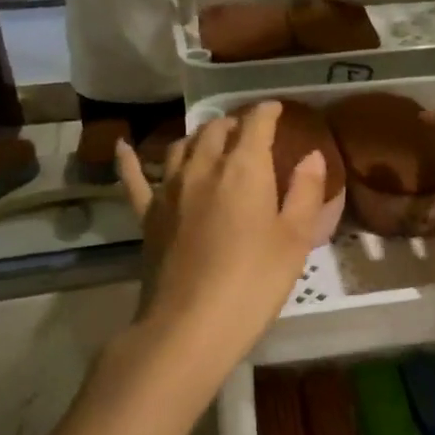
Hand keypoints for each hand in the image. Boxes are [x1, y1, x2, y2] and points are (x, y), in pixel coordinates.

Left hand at [116, 103, 326, 363]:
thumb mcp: (295, 239)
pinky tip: (123, 145)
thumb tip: (310, 155)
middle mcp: (203, 168)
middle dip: (235, 123)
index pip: (255, 124)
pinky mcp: (147, 216)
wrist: (189, 325)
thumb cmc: (254, 282)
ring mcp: (169, 190)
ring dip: (199, 137)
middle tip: (250, 131)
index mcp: (244, 170)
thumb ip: (305, 192)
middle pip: (217, 130)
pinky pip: (133, 178)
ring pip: (181, 146)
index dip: (267, 112)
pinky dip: (129, 159)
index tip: (277, 109)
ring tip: (212, 140)